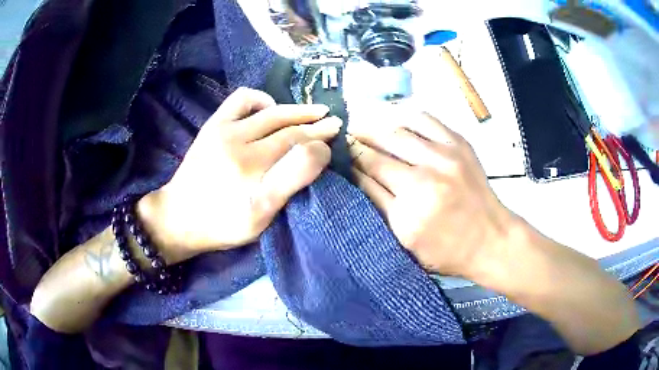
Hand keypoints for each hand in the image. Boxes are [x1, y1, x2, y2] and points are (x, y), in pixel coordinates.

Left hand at [138, 88, 340, 261]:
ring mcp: (223, 129)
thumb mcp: (261, 216)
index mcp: (252, 168)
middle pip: (285, 124)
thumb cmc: (223, 224)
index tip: (337, 130)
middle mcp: (238, 141)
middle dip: (312, 121)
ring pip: (268, 110)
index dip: (320, 135)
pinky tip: (269, 109)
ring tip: (310, 112)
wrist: (180, 216)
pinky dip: (260, 99)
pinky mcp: (212, 125)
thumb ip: (290, 181)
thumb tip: (319, 150)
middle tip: (332, 120)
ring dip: (293, 109)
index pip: (296, 143)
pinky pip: (240, 99)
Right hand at [349, 113, 515, 277]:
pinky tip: (398, 125)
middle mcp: (425, 178)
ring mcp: (445, 156)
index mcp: (409, 208)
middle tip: (348, 141)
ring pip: (398, 130)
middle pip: (379, 149)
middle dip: (358, 143)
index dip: (350, 163)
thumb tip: (355, 176)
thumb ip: (378, 206)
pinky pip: (425, 120)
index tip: (340, 157)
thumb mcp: (406, 241)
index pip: (367, 174)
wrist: (490, 239)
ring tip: (367, 130)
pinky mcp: (459, 145)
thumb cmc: (447, 250)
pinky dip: (406, 119)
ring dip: (377, 129)